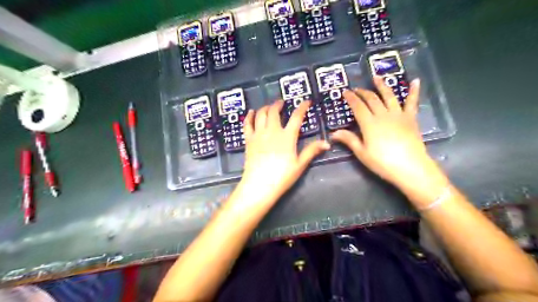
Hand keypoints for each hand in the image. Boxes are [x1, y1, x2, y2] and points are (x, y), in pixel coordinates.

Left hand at [240, 100, 332, 201]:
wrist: (260, 185)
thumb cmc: (282, 176)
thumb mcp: (300, 164)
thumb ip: (312, 151)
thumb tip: (327, 143)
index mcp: (287, 136)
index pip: (296, 117)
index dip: (302, 107)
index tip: (306, 101)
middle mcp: (272, 131)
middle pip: (274, 111)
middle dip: (278, 104)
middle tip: (282, 103)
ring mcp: (258, 134)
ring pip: (260, 114)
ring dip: (265, 108)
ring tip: (269, 107)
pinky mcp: (249, 140)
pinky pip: (247, 124)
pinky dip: (249, 116)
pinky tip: (251, 112)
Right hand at [336, 76, 447, 196]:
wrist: (410, 167)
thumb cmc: (382, 162)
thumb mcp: (362, 153)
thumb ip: (349, 140)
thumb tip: (333, 133)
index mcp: (369, 124)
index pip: (358, 107)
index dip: (351, 98)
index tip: (345, 92)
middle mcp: (383, 115)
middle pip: (372, 99)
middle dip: (363, 92)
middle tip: (356, 89)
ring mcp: (398, 115)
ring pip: (389, 95)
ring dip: (382, 85)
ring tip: (376, 77)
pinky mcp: (411, 118)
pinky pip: (412, 102)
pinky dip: (414, 91)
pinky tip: (415, 81)